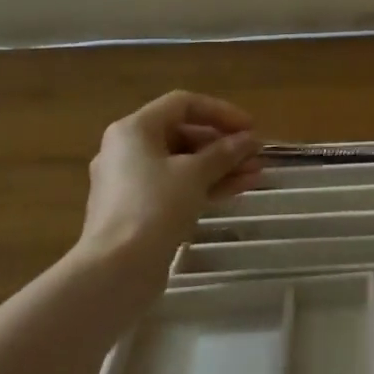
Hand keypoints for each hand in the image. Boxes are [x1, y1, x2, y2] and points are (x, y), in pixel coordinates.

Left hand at [77, 91, 261, 264]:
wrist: (117, 269)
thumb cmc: (154, 207)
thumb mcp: (195, 173)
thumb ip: (225, 152)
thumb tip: (250, 140)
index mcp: (134, 130)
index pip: (183, 104)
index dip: (221, 112)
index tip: (250, 127)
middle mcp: (128, 150)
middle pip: (183, 134)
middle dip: (224, 144)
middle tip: (255, 154)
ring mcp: (132, 182)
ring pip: (183, 164)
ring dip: (221, 166)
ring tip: (257, 173)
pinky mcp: (139, 210)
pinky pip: (177, 187)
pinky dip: (206, 185)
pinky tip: (239, 188)